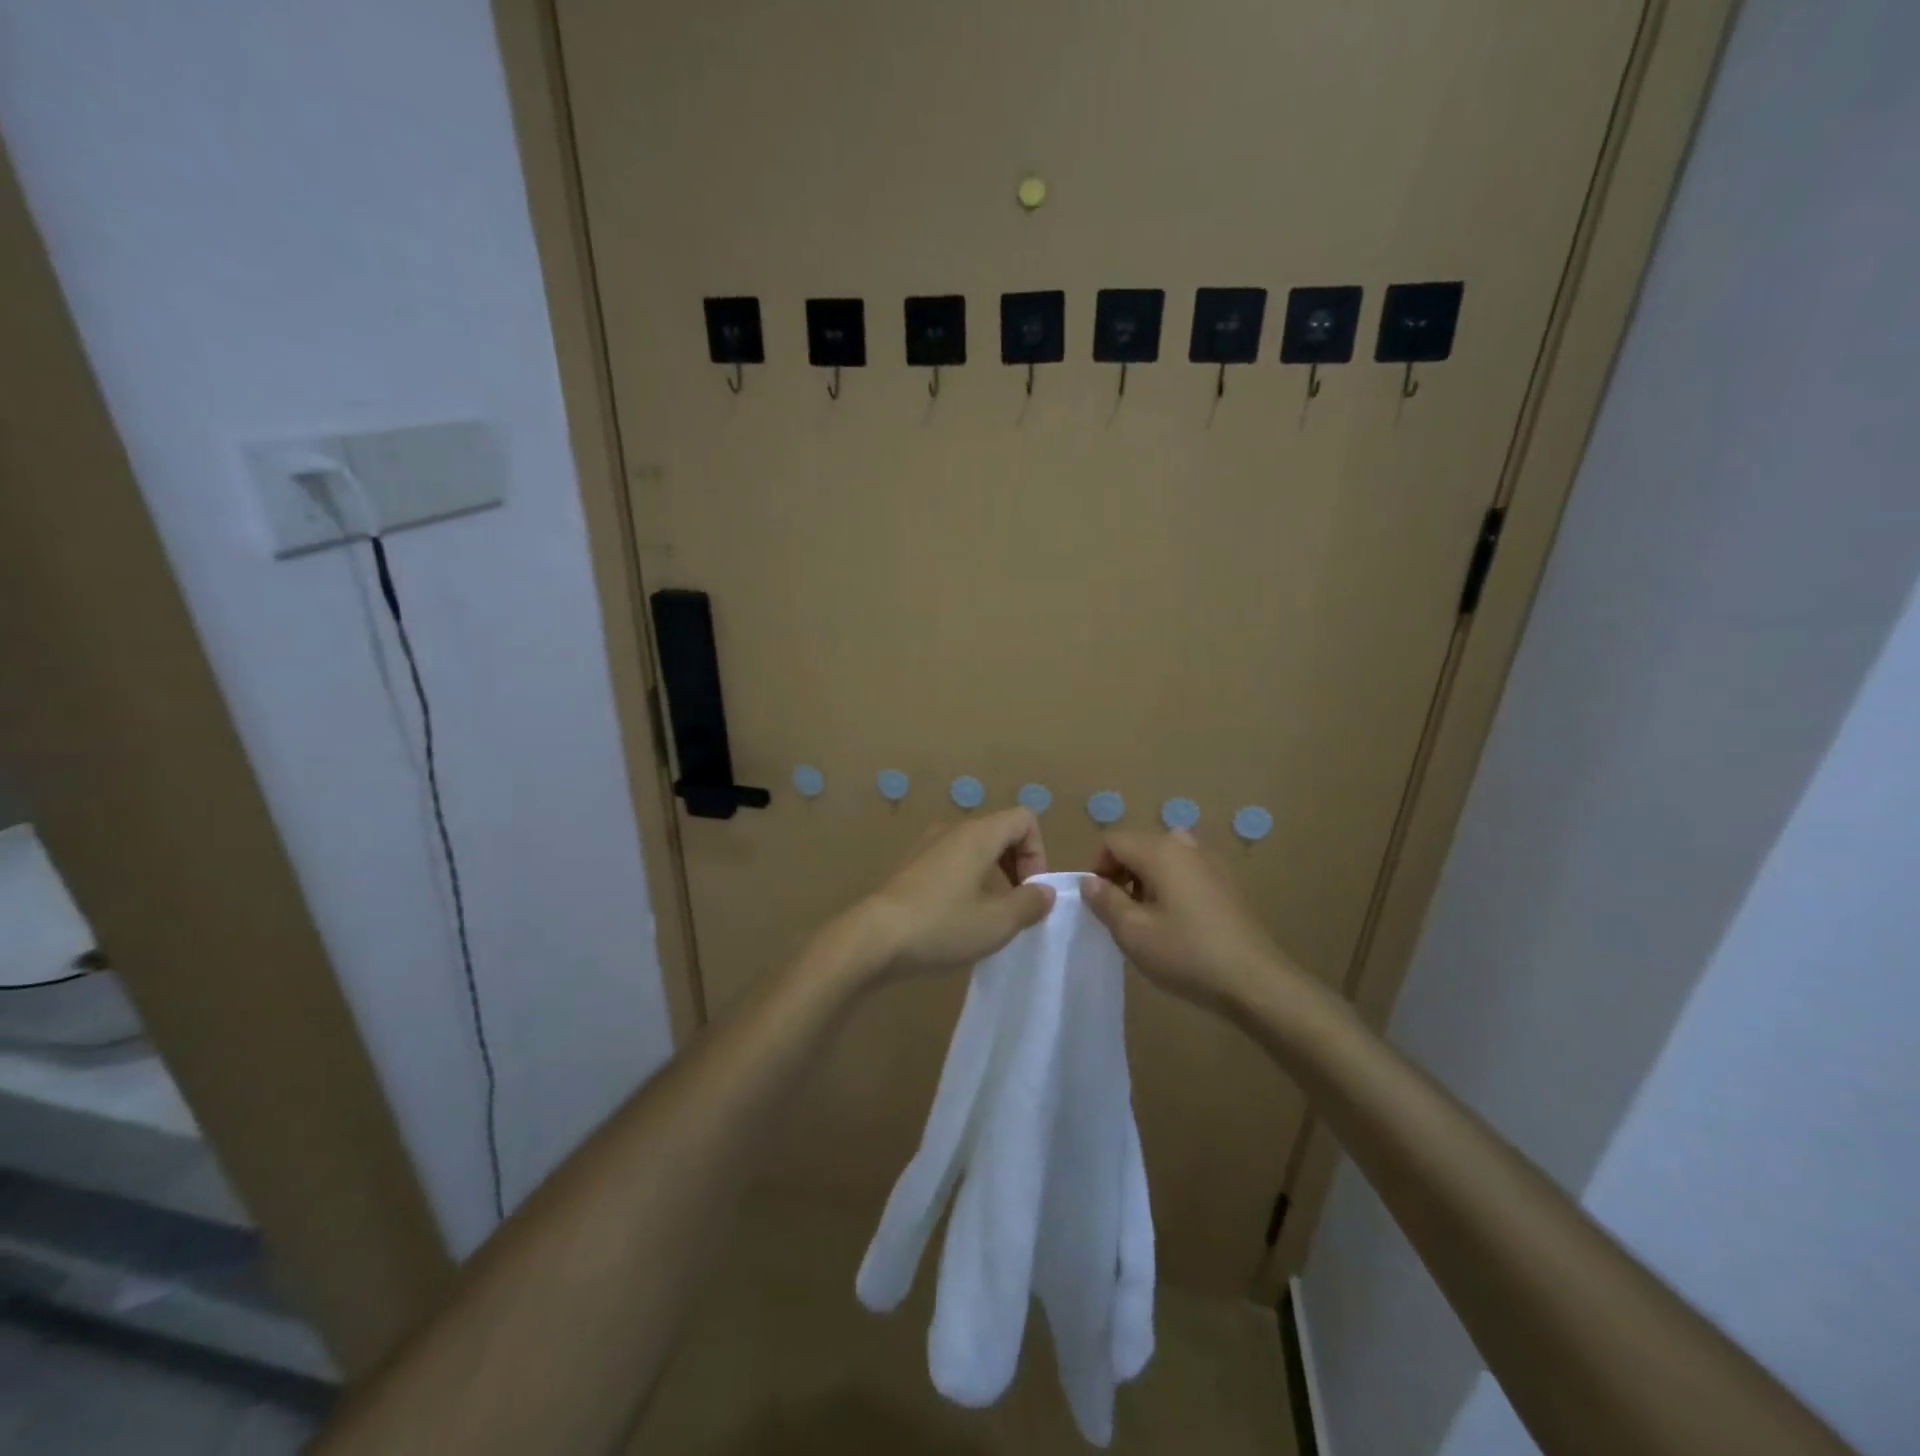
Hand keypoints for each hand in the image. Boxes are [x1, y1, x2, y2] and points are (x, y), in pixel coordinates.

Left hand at [859, 809, 1055, 979]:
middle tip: (1016, 907)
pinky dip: (966, 882)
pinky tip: (957, 919)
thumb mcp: (997, 923)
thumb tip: (1044, 891)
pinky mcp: (909, 867)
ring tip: (989, 916)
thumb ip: (1029, 904)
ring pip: (974, 849)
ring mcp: (926, 846)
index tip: (1031, 891)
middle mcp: (952, 830)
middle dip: (1017, 866)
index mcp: (977, 834)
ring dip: (992, 876)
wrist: (872, 938)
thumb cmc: (941, 926)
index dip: (1038, 853)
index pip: (1024, 819)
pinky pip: (951, 863)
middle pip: (999, 832)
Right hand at [1081, 829, 1294, 1015]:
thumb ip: (1105, 901)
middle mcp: (1185, 846)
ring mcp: (1211, 862)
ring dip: (1146, 879)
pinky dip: (1171, 885)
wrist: (1255, 980)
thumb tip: (1089, 881)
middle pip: (1139, 845)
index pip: (1113, 841)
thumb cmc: (1186, 953)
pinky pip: (1186, 870)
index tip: (1100, 902)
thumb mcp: (1133, 932)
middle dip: (1121, 873)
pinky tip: (1178, 922)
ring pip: (1163, 857)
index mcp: (1160, 851)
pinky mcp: (1226, 882)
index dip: (1097, 867)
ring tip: (1148, 918)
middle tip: (1121, 913)